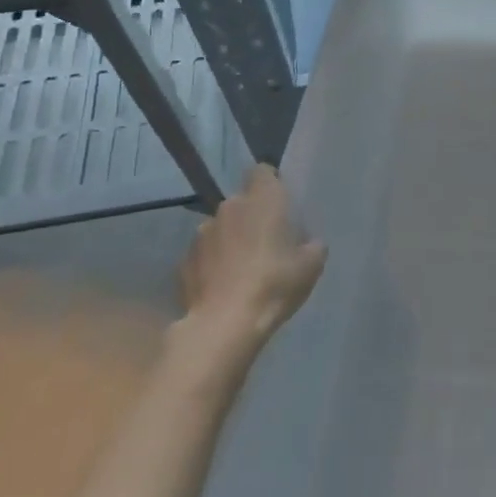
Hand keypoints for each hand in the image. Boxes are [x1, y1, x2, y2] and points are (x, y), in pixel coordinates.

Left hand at [177, 165, 325, 355]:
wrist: (223, 325)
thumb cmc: (274, 284)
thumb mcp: (311, 265)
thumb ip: (311, 245)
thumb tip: (306, 243)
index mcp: (263, 199)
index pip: (262, 171)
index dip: (271, 183)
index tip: (280, 204)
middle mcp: (229, 207)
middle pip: (241, 202)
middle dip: (251, 217)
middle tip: (266, 243)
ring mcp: (202, 233)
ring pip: (221, 228)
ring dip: (230, 240)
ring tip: (241, 269)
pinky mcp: (183, 261)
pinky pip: (204, 254)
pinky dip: (212, 264)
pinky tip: (222, 287)